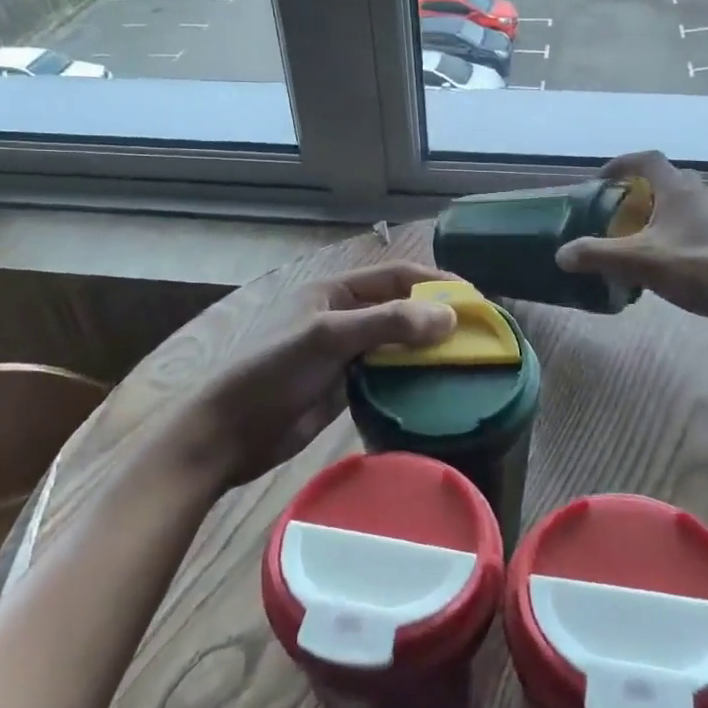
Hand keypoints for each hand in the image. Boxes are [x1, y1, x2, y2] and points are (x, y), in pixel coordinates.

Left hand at [154, 261, 458, 493]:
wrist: (229, 431)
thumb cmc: (273, 370)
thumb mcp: (328, 337)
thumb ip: (387, 323)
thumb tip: (450, 316)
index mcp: (334, 290)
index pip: (396, 276)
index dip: (436, 283)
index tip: (475, 300)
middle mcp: (341, 314)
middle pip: (399, 308)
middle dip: (436, 317)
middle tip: (478, 335)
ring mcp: (343, 352)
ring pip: (395, 342)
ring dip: (426, 349)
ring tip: (467, 361)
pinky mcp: (343, 385)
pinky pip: (386, 373)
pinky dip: (410, 376)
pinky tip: (435, 387)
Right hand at [555, 152, 707, 326]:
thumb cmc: (696, 266)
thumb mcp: (639, 261)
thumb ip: (596, 254)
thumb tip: (560, 254)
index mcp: (677, 188)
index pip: (646, 160)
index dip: (621, 164)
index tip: (600, 180)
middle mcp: (695, 195)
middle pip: (661, 181)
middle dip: (634, 192)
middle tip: (611, 210)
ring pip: (673, 205)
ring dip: (649, 214)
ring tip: (627, 237)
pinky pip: (683, 226)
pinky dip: (663, 234)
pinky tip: (653, 261)